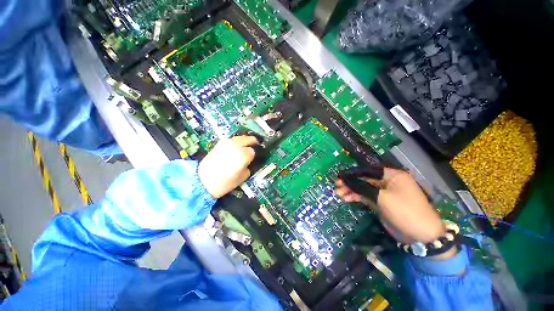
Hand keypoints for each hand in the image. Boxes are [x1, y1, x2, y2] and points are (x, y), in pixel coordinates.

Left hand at [198, 136, 257, 197]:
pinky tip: (235, 149)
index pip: (253, 151)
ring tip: (244, 148)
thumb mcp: (242, 177)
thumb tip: (248, 162)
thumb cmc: (225, 182)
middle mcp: (236, 145)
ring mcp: (227, 142)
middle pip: (249, 138)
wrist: (203, 181)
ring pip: (240, 137)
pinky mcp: (219, 143)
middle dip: (252, 143)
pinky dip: (235, 143)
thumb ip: (248, 166)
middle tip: (253, 148)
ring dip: (244, 141)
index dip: (253, 156)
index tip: (252, 160)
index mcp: (243, 154)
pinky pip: (231, 140)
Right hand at [335, 168, 444, 243]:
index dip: (353, 173)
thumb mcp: (382, 197)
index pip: (368, 171)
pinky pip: (366, 196)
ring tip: (339, 194)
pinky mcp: (381, 202)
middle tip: (337, 186)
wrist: (420, 236)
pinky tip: (347, 199)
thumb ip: (362, 187)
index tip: (340, 177)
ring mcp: (384, 193)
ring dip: (351, 191)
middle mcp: (388, 182)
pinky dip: (357, 197)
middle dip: (350, 183)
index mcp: (392, 175)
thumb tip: (346, 180)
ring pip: (364, 188)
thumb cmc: (404, 211)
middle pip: (364, 180)